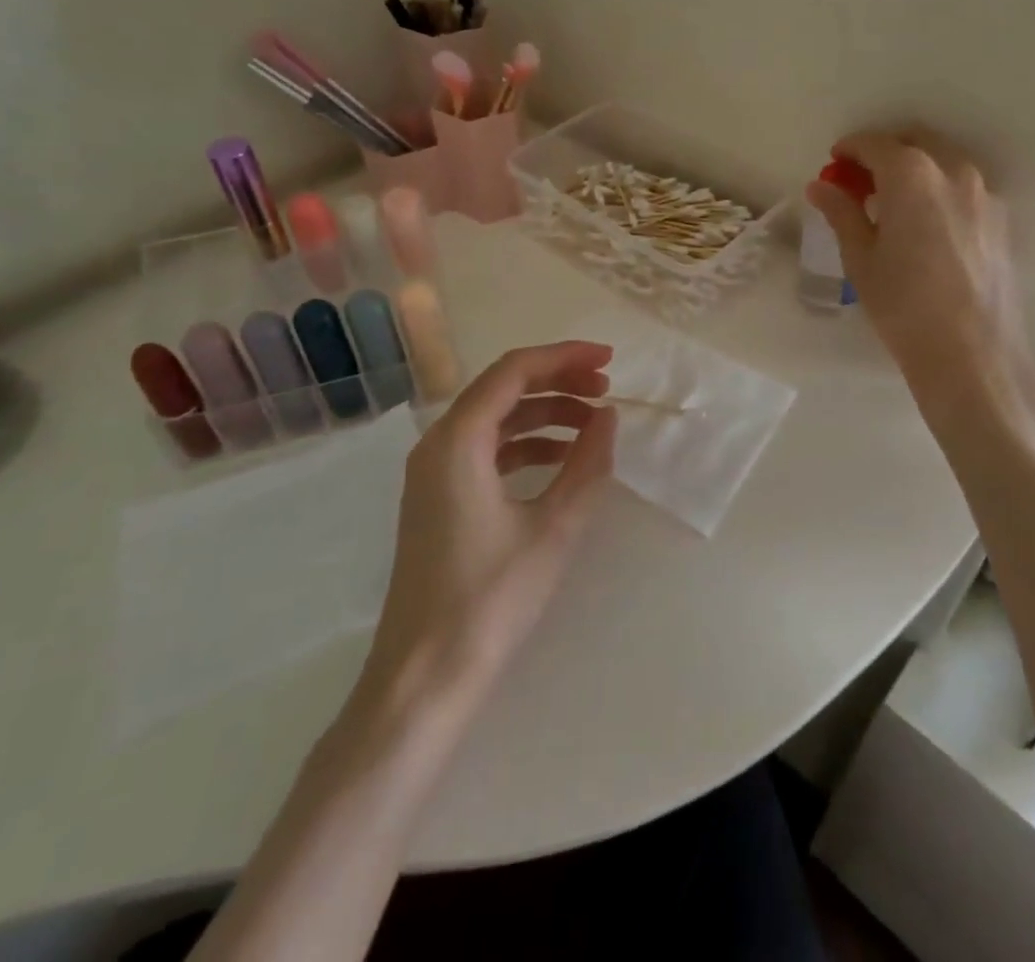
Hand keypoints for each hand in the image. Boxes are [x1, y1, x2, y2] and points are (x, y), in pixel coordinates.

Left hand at [360, 341, 617, 707]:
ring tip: (593, 425)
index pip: (514, 371)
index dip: (564, 357)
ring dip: (545, 413)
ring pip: (496, 418)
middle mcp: (438, 444)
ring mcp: (434, 472)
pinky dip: (527, 444)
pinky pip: (487, 449)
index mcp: (457, 440)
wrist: (425, 677)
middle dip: (558, 382)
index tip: (609, 360)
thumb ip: (587, 464)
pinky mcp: (439, 498)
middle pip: (503, 388)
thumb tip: (607, 418)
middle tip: (606, 391)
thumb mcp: (553, 527)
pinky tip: (562, 460)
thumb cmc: (490, 599)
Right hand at [807, 130, 1034, 415]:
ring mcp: (984, 193)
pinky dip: (939, 186)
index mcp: (911, 175)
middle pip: (915, 141)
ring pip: (944, 160)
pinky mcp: (1001, 218)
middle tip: (862, 178)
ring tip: (894, 200)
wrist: (972, 351)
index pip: (875, 144)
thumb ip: (842, 213)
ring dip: (916, 166)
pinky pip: (964, 185)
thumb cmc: (903, 304)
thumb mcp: (861, 258)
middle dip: (885, 151)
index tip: (835, 161)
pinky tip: (926, 221)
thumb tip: (821, 186)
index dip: (851, 149)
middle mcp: (953, 171)